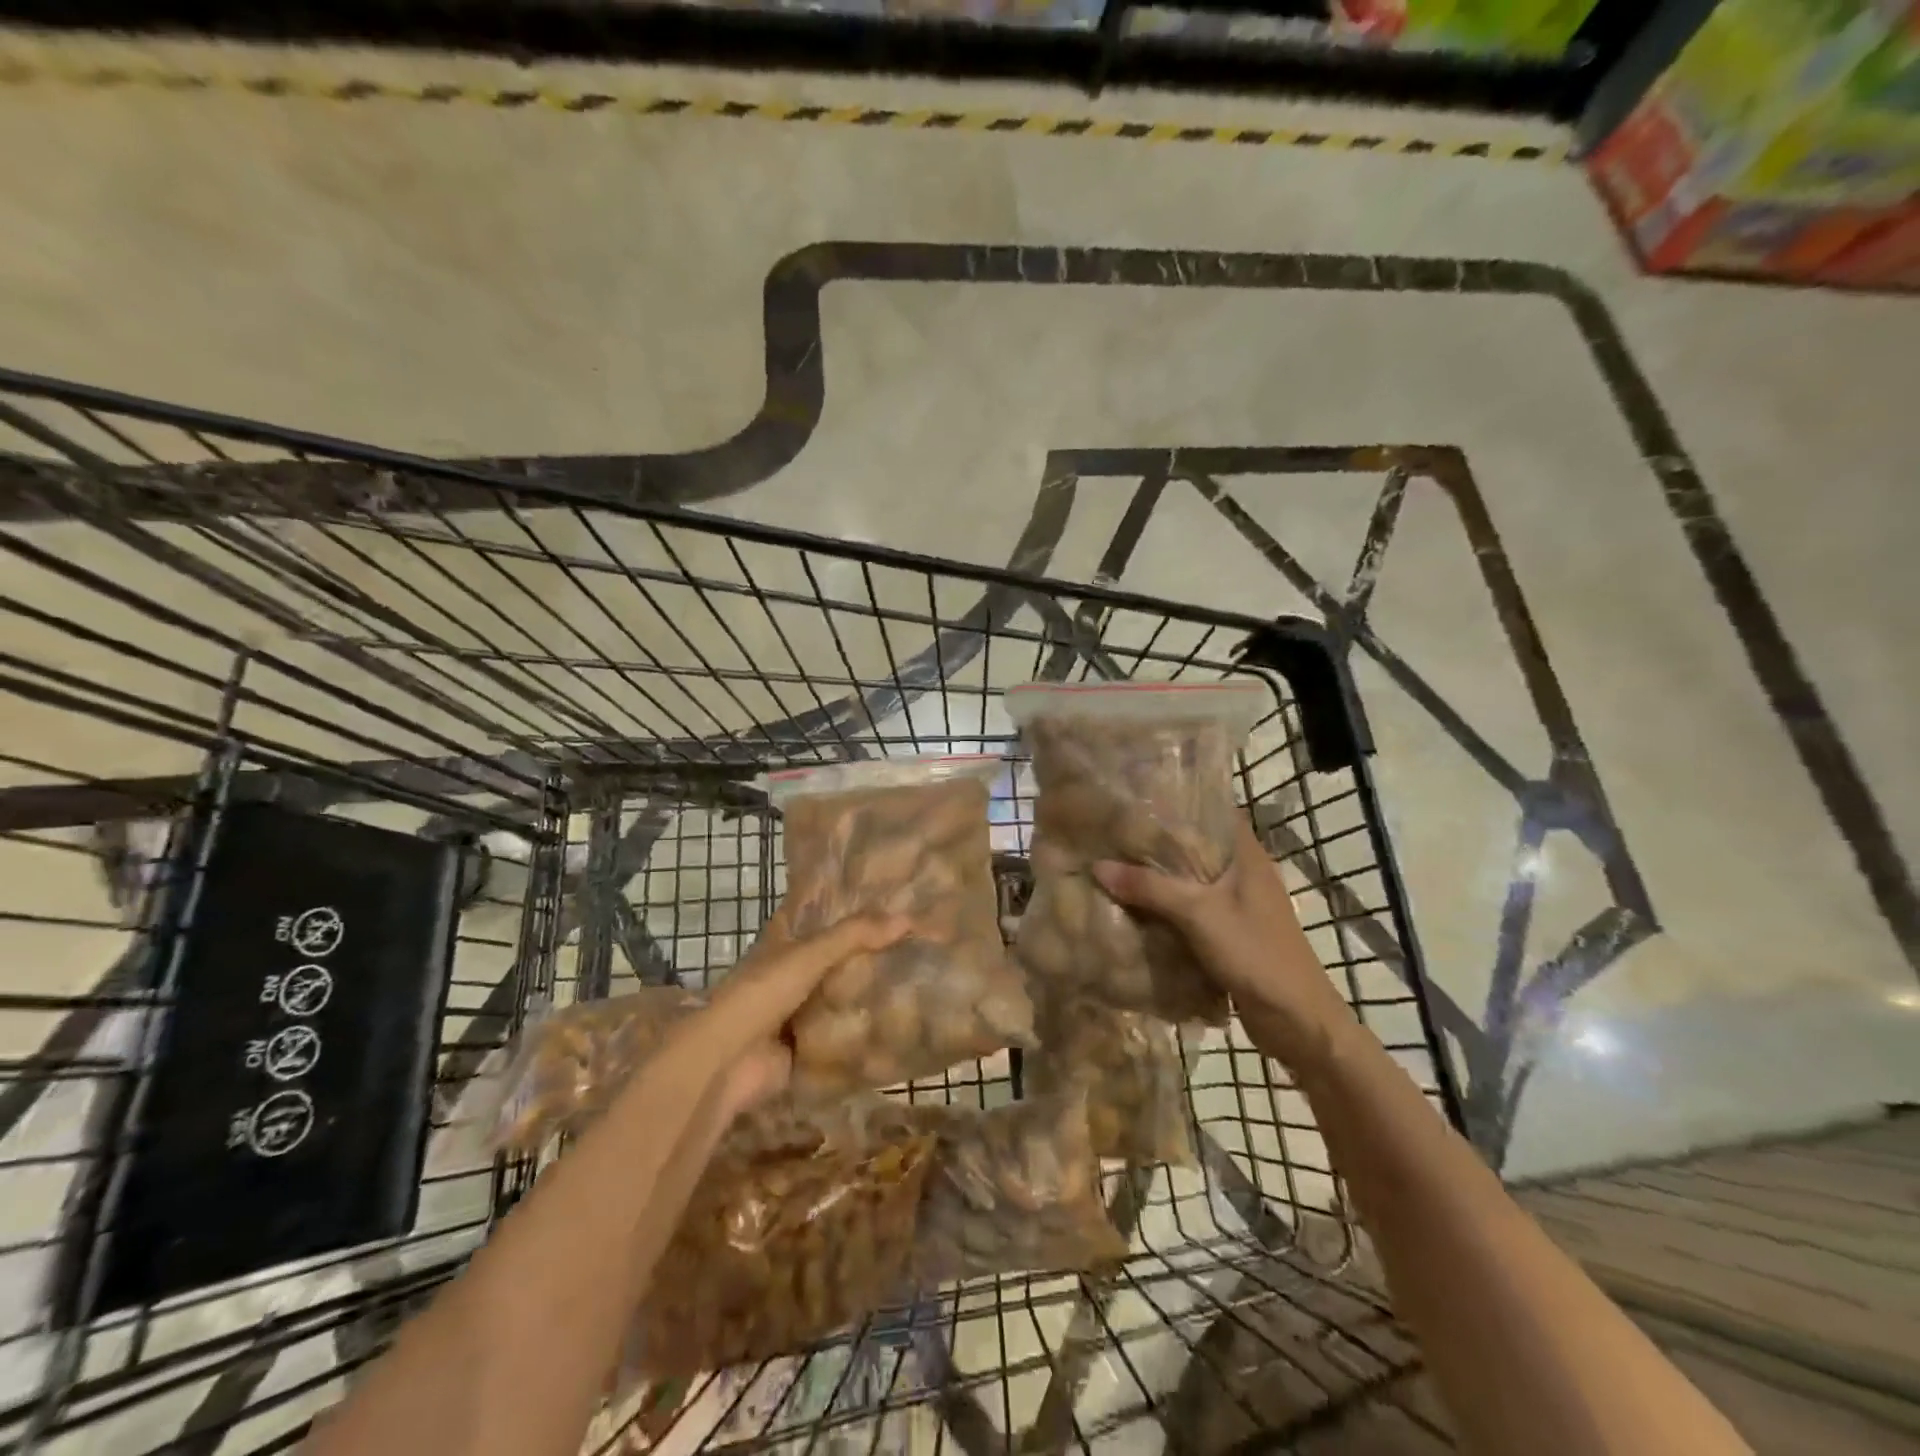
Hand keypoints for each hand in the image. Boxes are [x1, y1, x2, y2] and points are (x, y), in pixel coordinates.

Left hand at [694, 911, 911, 1116]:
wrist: (728, 1062)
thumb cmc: (762, 994)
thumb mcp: (810, 955)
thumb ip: (854, 936)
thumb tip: (909, 919)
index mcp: (785, 946)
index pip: (822, 921)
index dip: (850, 912)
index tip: (890, 905)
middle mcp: (792, 976)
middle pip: (837, 962)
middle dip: (869, 957)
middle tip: (916, 947)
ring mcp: (798, 1015)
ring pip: (841, 1000)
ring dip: (869, 997)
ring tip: (918, 984)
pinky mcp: (807, 1050)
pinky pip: (842, 1039)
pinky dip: (865, 1036)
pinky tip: (901, 1028)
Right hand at [1093, 820, 1356, 1070]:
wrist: (1297, 1021)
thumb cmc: (1255, 954)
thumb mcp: (1198, 914)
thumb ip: (1149, 887)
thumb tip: (1098, 866)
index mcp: (1247, 856)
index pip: (1214, 811)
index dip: (1181, 802)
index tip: (1140, 797)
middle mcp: (1245, 874)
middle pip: (1198, 847)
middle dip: (1160, 843)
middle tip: (1115, 832)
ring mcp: (1240, 906)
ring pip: (1193, 882)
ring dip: (1161, 879)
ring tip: (1116, 865)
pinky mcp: (1232, 934)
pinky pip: (1193, 911)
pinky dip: (1168, 908)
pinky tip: (1136, 909)